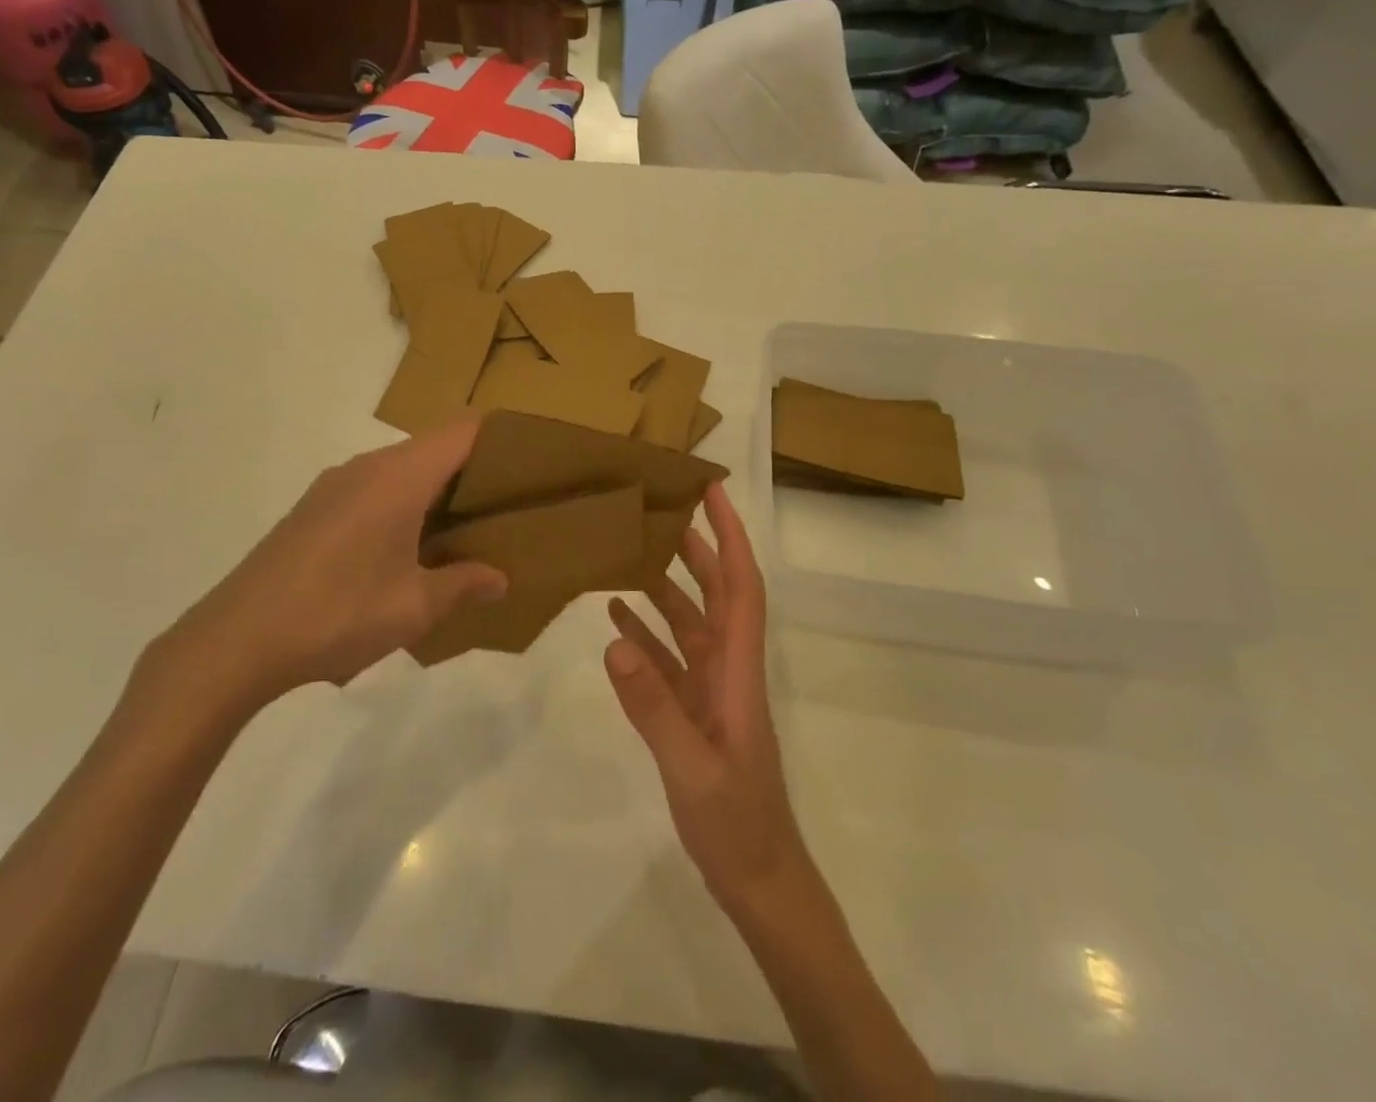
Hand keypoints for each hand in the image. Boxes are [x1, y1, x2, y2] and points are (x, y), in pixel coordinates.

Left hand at [132, 417, 506, 725]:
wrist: (236, 639)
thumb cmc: (337, 613)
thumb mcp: (413, 607)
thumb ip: (463, 585)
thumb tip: (499, 579)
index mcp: (398, 477)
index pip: (462, 431)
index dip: (500, 438)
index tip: (531, 461)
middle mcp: (366, 467)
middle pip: (433, 448)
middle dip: (473, 470)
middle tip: (506, 505)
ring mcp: (334, 486)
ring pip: (401, 470)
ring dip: (435, 491)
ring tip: (463, 531)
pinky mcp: (313, 509)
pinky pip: (373, 489)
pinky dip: (402, 504)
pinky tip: (406, 551)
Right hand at [605, 484, 809, 910]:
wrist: (759, 882)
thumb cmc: (737, 826)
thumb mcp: (692, 769)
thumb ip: (654, 706)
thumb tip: (616, 638)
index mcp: (738, 671)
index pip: (741, 587)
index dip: (731, 537)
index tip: (713, 493)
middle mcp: (728, 669)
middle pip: (716, 593)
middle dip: (697, 546)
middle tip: (662, 507)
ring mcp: (710, 691)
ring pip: (690, 622)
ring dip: (666, 585)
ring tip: (632, 549)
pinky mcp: (692, 712)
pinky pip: (668, 659)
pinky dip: (646, 633)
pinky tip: (617, 616)